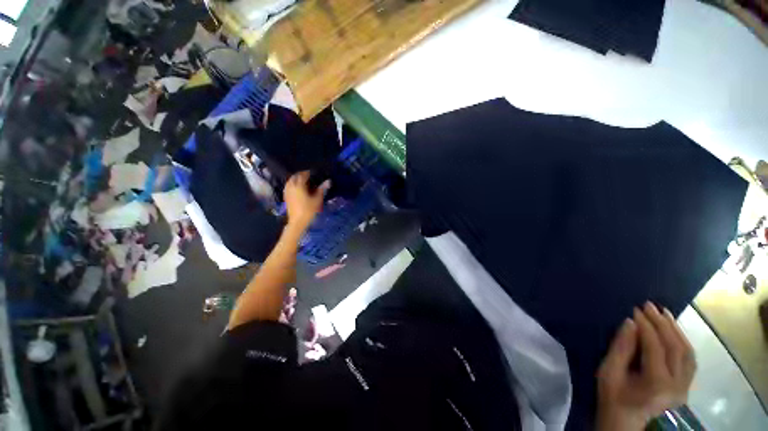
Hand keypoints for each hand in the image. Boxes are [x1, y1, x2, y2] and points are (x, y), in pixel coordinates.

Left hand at [283, 171, 329, 233]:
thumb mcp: (317, 200)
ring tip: (303, 181)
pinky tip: (298, 188)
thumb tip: (328, 181)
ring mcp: (287, 192)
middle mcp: (291, 187)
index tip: (313, 173)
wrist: (297, 222)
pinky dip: (292, 184)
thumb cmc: (308, 210)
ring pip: (290, 181)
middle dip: (301, 175)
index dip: (308, 173)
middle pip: (294, 177)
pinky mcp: (286, 197)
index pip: (302, 175)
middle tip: (309, 176)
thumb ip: (322, 189)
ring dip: (296, 179)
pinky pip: (288, 186)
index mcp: (298, 186)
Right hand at [596, 302, 695, 430]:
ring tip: (664, 314)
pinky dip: (682, 343)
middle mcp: (677, 385)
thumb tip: (629, 323)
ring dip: (676, 331)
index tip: (635, 309)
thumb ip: (620, 349)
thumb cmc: (613, 402)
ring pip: (687, 354)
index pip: (656, 347)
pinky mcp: (685, 389)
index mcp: (657, 384)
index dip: (646, 326)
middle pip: (676, 348)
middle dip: (663, 324)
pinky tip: (675, 333)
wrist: (627, 429)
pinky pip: (689, 361)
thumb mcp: (608, 376)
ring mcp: (685, 388)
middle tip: (649, 305)